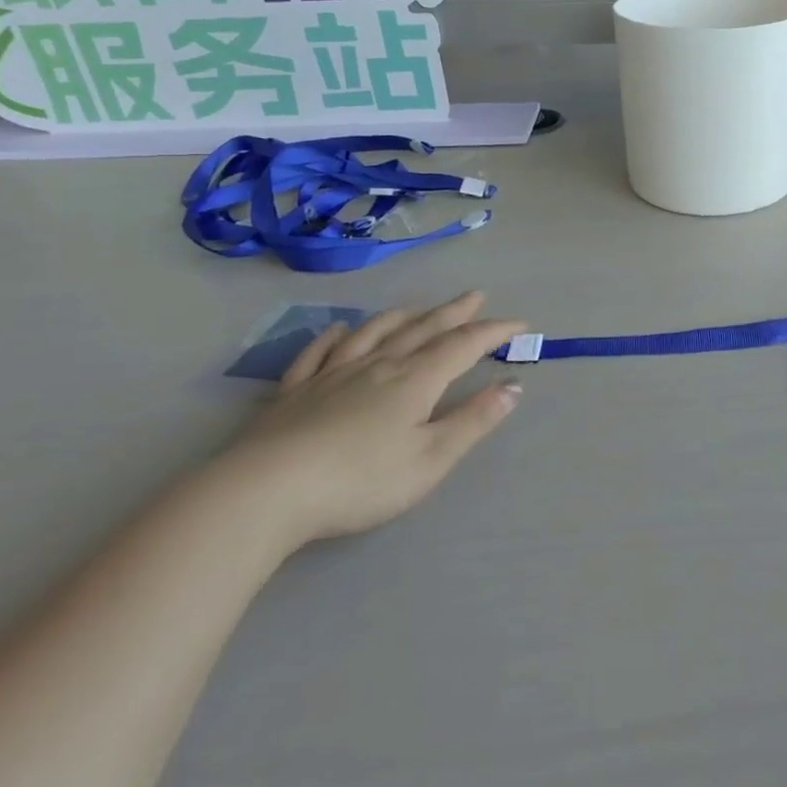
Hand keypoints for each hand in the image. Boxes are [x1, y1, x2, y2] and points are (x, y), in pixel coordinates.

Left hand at [234, 292, 524, 545]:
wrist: (266, 492)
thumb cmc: (360, 480)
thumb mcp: (431, 458)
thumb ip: (473, 421)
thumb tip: (513, 386)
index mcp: (415, 380)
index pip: (463, 345)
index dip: (494, 332)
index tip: (519, 324)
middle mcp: (378, 365)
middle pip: (423, 329)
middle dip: (454, 312)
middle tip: (476, 295)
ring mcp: (332, 374)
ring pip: (374, 333)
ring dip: (402, 317)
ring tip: (417, 308)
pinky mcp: (294, 392)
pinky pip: (318, 353)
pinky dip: (334, 337)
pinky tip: (338, 330)